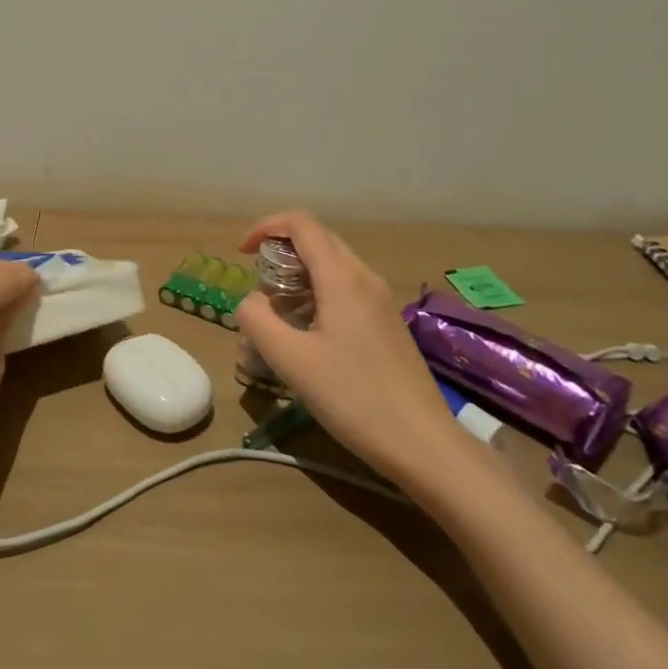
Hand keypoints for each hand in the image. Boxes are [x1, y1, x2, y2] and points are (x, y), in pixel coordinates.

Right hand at [236, 212, 479, 497]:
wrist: (425, 445)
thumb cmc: (354, 399)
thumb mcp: (291, 361)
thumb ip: (258, 320)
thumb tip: (251, 300)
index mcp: (341, 277)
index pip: (301, 223)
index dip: (266, 227)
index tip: (242, 254)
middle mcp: (364, 277)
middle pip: (318, 238)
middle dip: (281, 248)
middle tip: (258, 283)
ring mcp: (381, 299)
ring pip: (334, 263)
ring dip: (300, 271)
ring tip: (280, 310)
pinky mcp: (388, 322)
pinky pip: (348, 286)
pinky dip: (320, 290)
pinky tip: (311, 331)